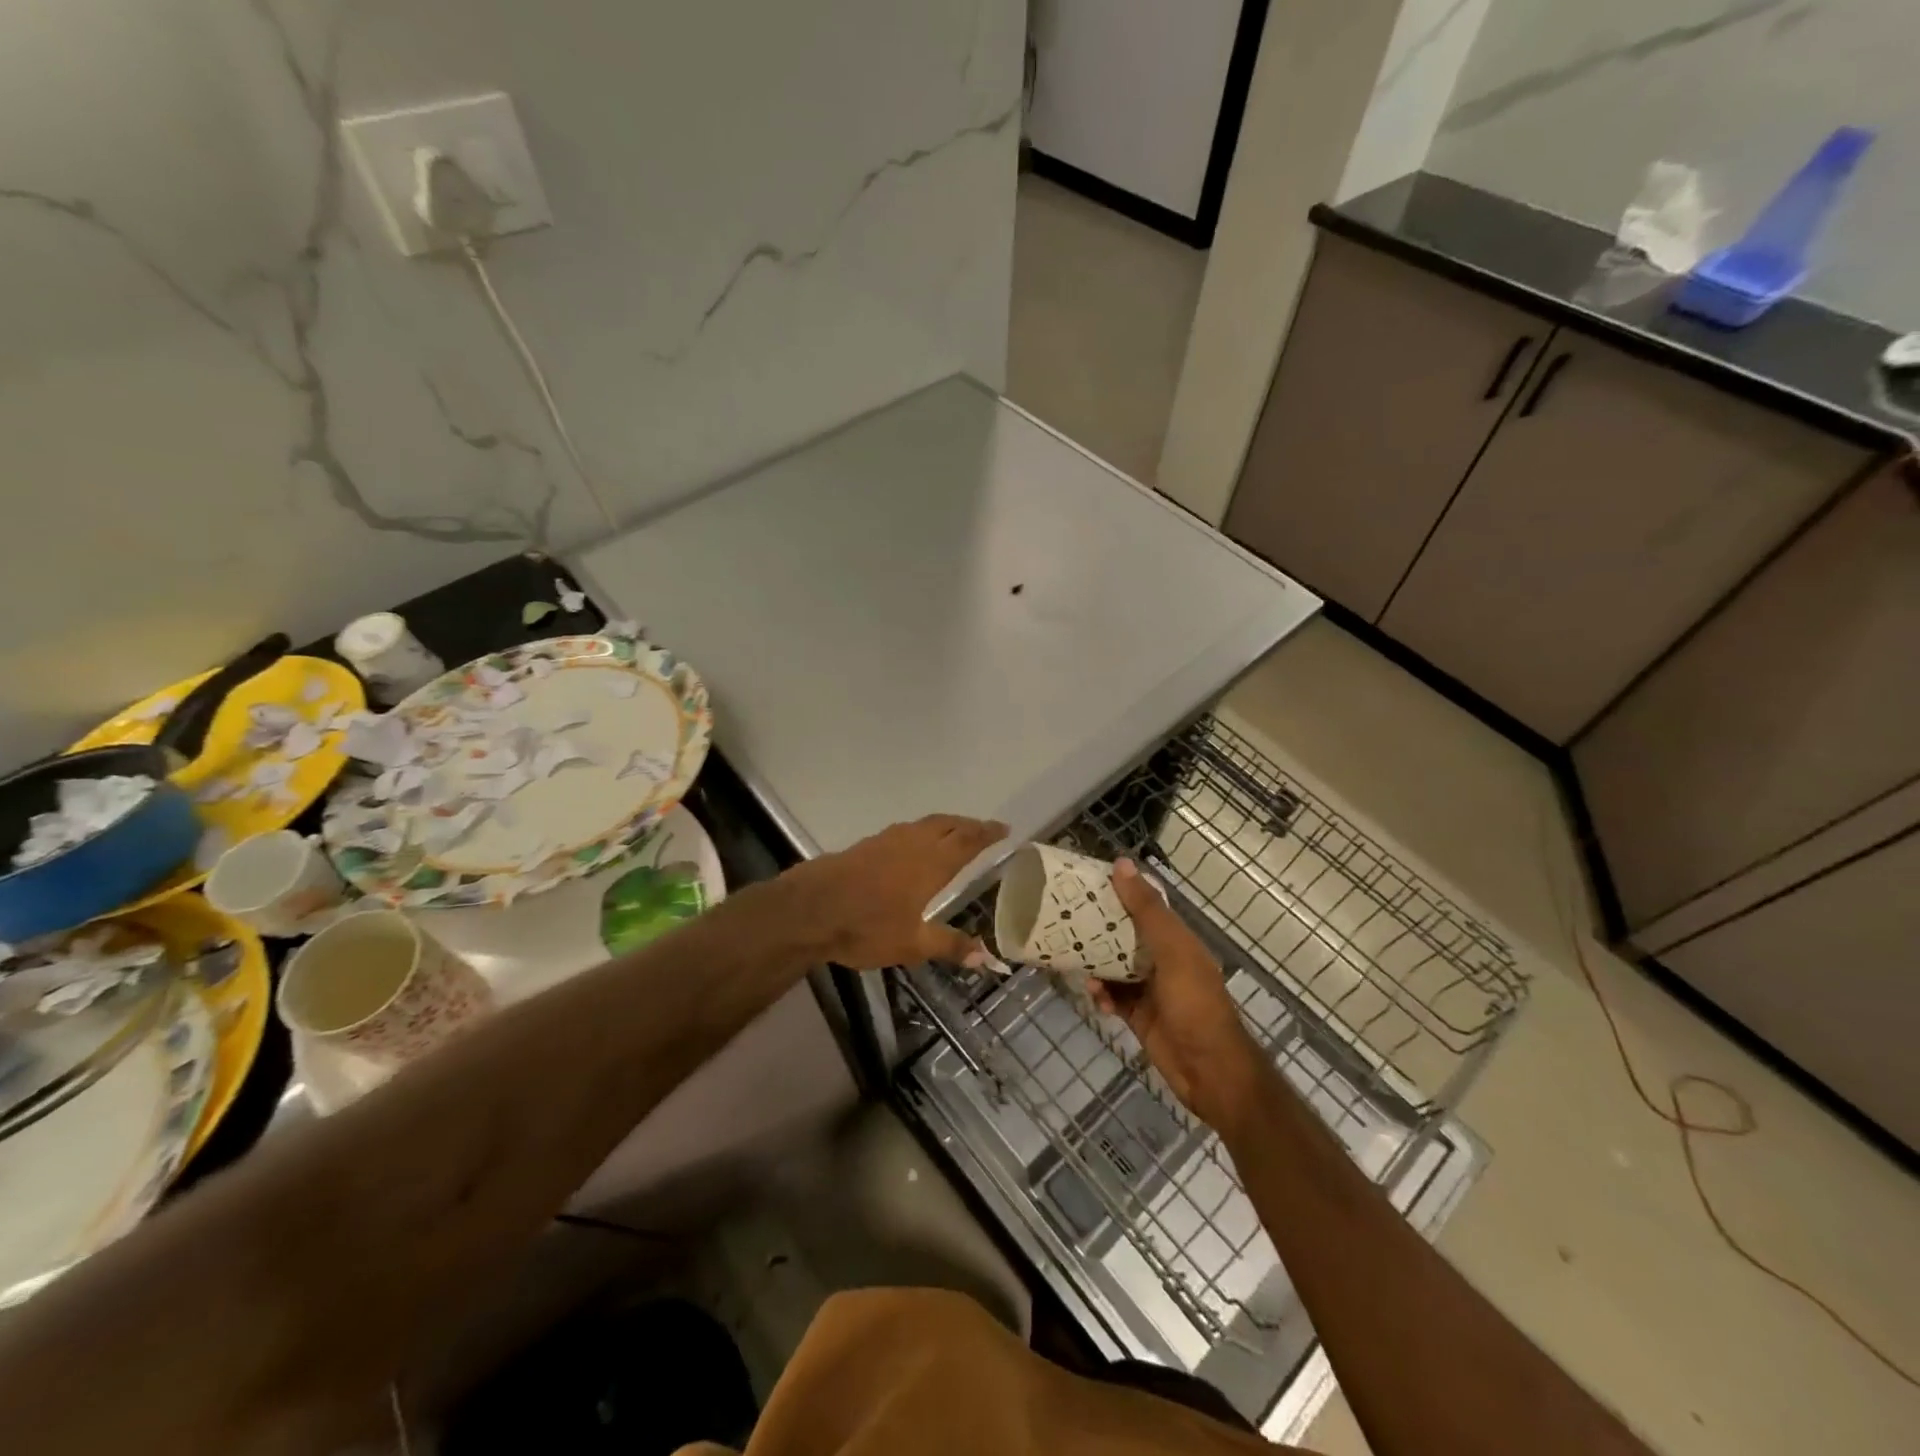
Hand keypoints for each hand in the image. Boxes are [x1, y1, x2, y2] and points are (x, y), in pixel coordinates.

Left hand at [788, 814, 1008, 969]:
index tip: (1004, 829)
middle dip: (969, 825)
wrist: (811, 909)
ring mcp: (887, 840)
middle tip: (984, 829)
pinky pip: (906, 830)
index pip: (968, 840)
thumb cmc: (867, 926)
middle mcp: (913, 843)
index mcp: (931, 862)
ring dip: (945, 825)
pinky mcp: (867, 844)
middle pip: (948, 825)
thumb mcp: (912, 944)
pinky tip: (915, 846)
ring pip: (925, 824)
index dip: (987, 833)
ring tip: (955, 833)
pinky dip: (922, 831)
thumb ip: (950, 946)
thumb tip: (987, 957)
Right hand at [1089, 860, 1272, 1135]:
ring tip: (1074, 960)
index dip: (1119, 891)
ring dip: (1096, 964)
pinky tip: (1094, 997)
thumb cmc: (1195, 1004)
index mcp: (1177, 939)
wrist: (1211, 1072)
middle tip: (1065, 918)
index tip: (1085, 881)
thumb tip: (1122, 864)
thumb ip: (1147, 910)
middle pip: (1125, 935)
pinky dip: (1101, 995)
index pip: (1144, 905)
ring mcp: (1151, 989)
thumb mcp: (1172, 951)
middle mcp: (1164, 959)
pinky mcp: (1139, 1016)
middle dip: (1099, 928)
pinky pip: (1113, 997)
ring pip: (1115, 966)